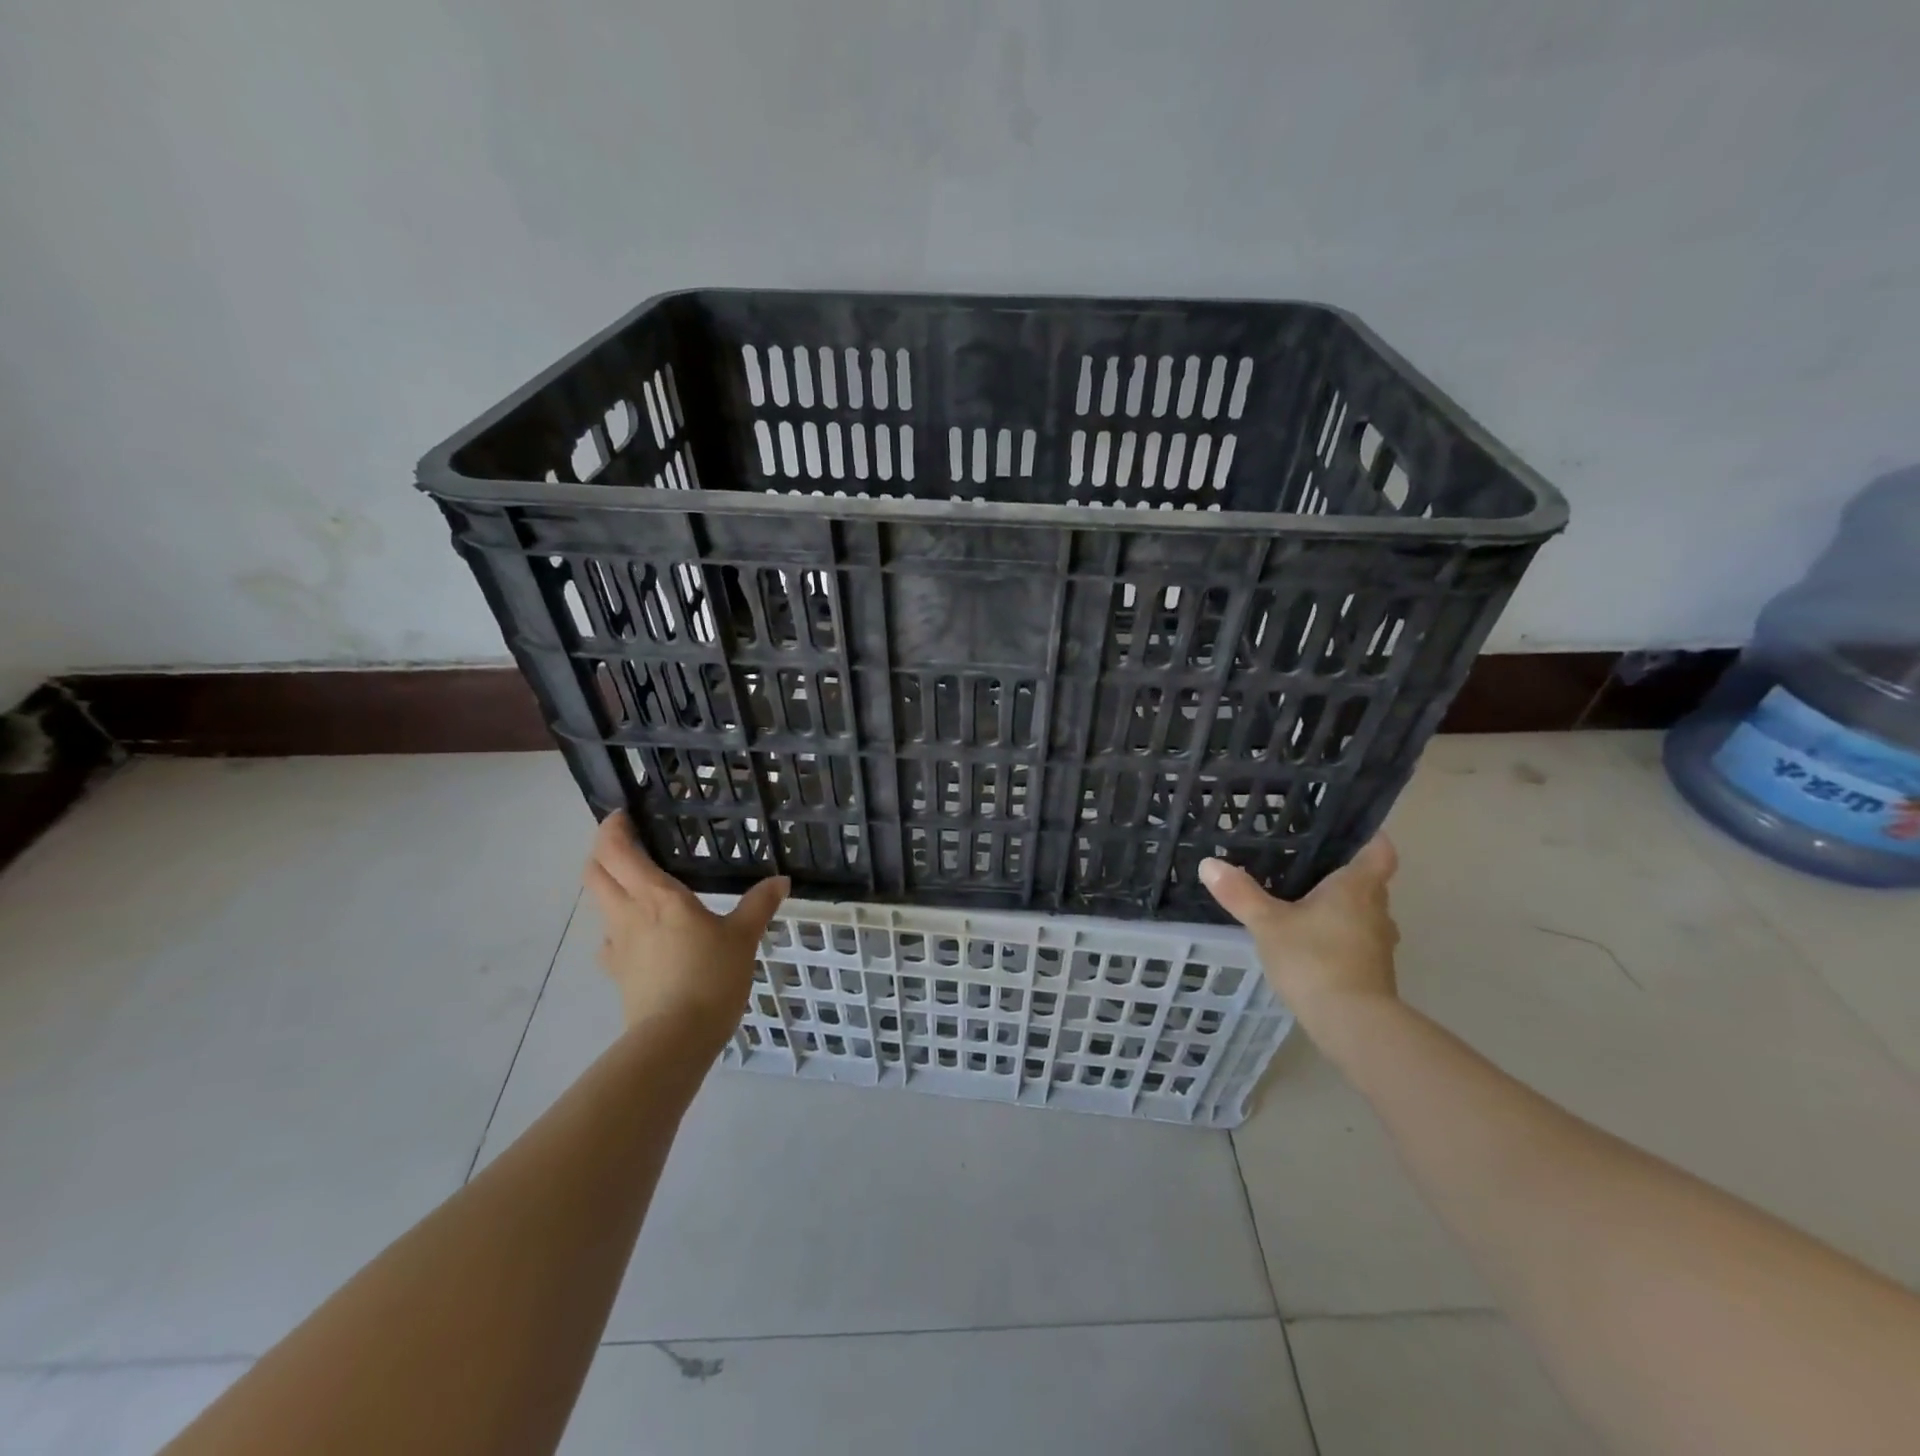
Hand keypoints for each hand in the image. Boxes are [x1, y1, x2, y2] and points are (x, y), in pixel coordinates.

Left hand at [584, 811, 788, 1034]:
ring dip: (609, 886)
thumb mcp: (743, 938)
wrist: (675, 1039)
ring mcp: (618, 945)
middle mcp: (628, 914)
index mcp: (656, 897)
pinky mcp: (618, 973)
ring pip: (599, 904)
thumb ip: (759, 905)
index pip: (616, 852)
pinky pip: (610, 938)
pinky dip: (620, 925)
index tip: (623, 815)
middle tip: (627, 843)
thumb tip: (780, 881)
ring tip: (638, 884)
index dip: (612, 828)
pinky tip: (641, 934)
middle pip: (594, 873)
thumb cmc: (710, 977)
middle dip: (602, 852)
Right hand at [1199, 836, 1400, 1026]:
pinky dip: (1338, 935)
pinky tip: (1308, 941)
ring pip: (1363, 913)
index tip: (1346, 831)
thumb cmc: (1314, 959)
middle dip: (1342, 874)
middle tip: (1305, 865)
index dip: (1368, 837)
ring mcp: (1380, 943)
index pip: (1379, 850)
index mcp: (1358, 887)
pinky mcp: (1374, 970)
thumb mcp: (1267, 923)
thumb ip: (1240, 893)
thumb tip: (1209, 863)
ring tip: (1302, 902)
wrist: (1353, 1024)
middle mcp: (1378, 910)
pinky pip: (1357, 940)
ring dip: (1340, 908)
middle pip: (1368, 882)